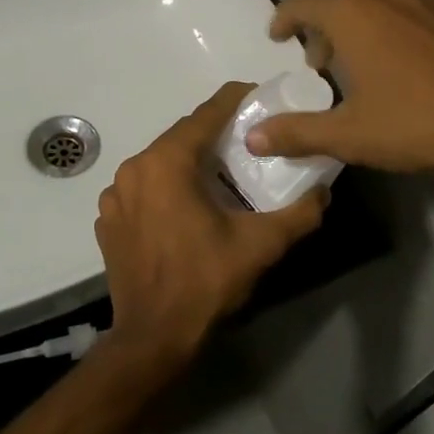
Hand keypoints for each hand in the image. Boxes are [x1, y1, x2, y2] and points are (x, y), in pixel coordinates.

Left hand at [95, 82, 327, 367]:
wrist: (153, 338)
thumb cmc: (206, 281)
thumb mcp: (262, 245)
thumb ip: (299, 213)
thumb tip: (324, 193)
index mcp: (166, 163)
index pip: (205, 114)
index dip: (234, 100)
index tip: (258, 95)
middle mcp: (134, 169)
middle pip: (181, 137)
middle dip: (215, 134)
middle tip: (248, 141)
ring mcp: (115, 196)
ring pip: (161, 163)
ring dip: (190, 162)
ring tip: (221, 175)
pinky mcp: (108, 221)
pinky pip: (143, 189)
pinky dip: (167, 188)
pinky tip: (187, 208)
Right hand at [245, 0, 433, 172]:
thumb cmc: (416, 122)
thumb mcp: (349, 135)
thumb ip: (296, 132)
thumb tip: (252, 138)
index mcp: (354, 13)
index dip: (284, 17)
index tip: (279, 38)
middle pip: (344, 1)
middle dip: (326, 30)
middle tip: (324, 66)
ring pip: (385, 5)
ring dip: (367, 29)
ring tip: (371, 66)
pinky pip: (422, 16)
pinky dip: (406, 33)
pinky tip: (418, 67)